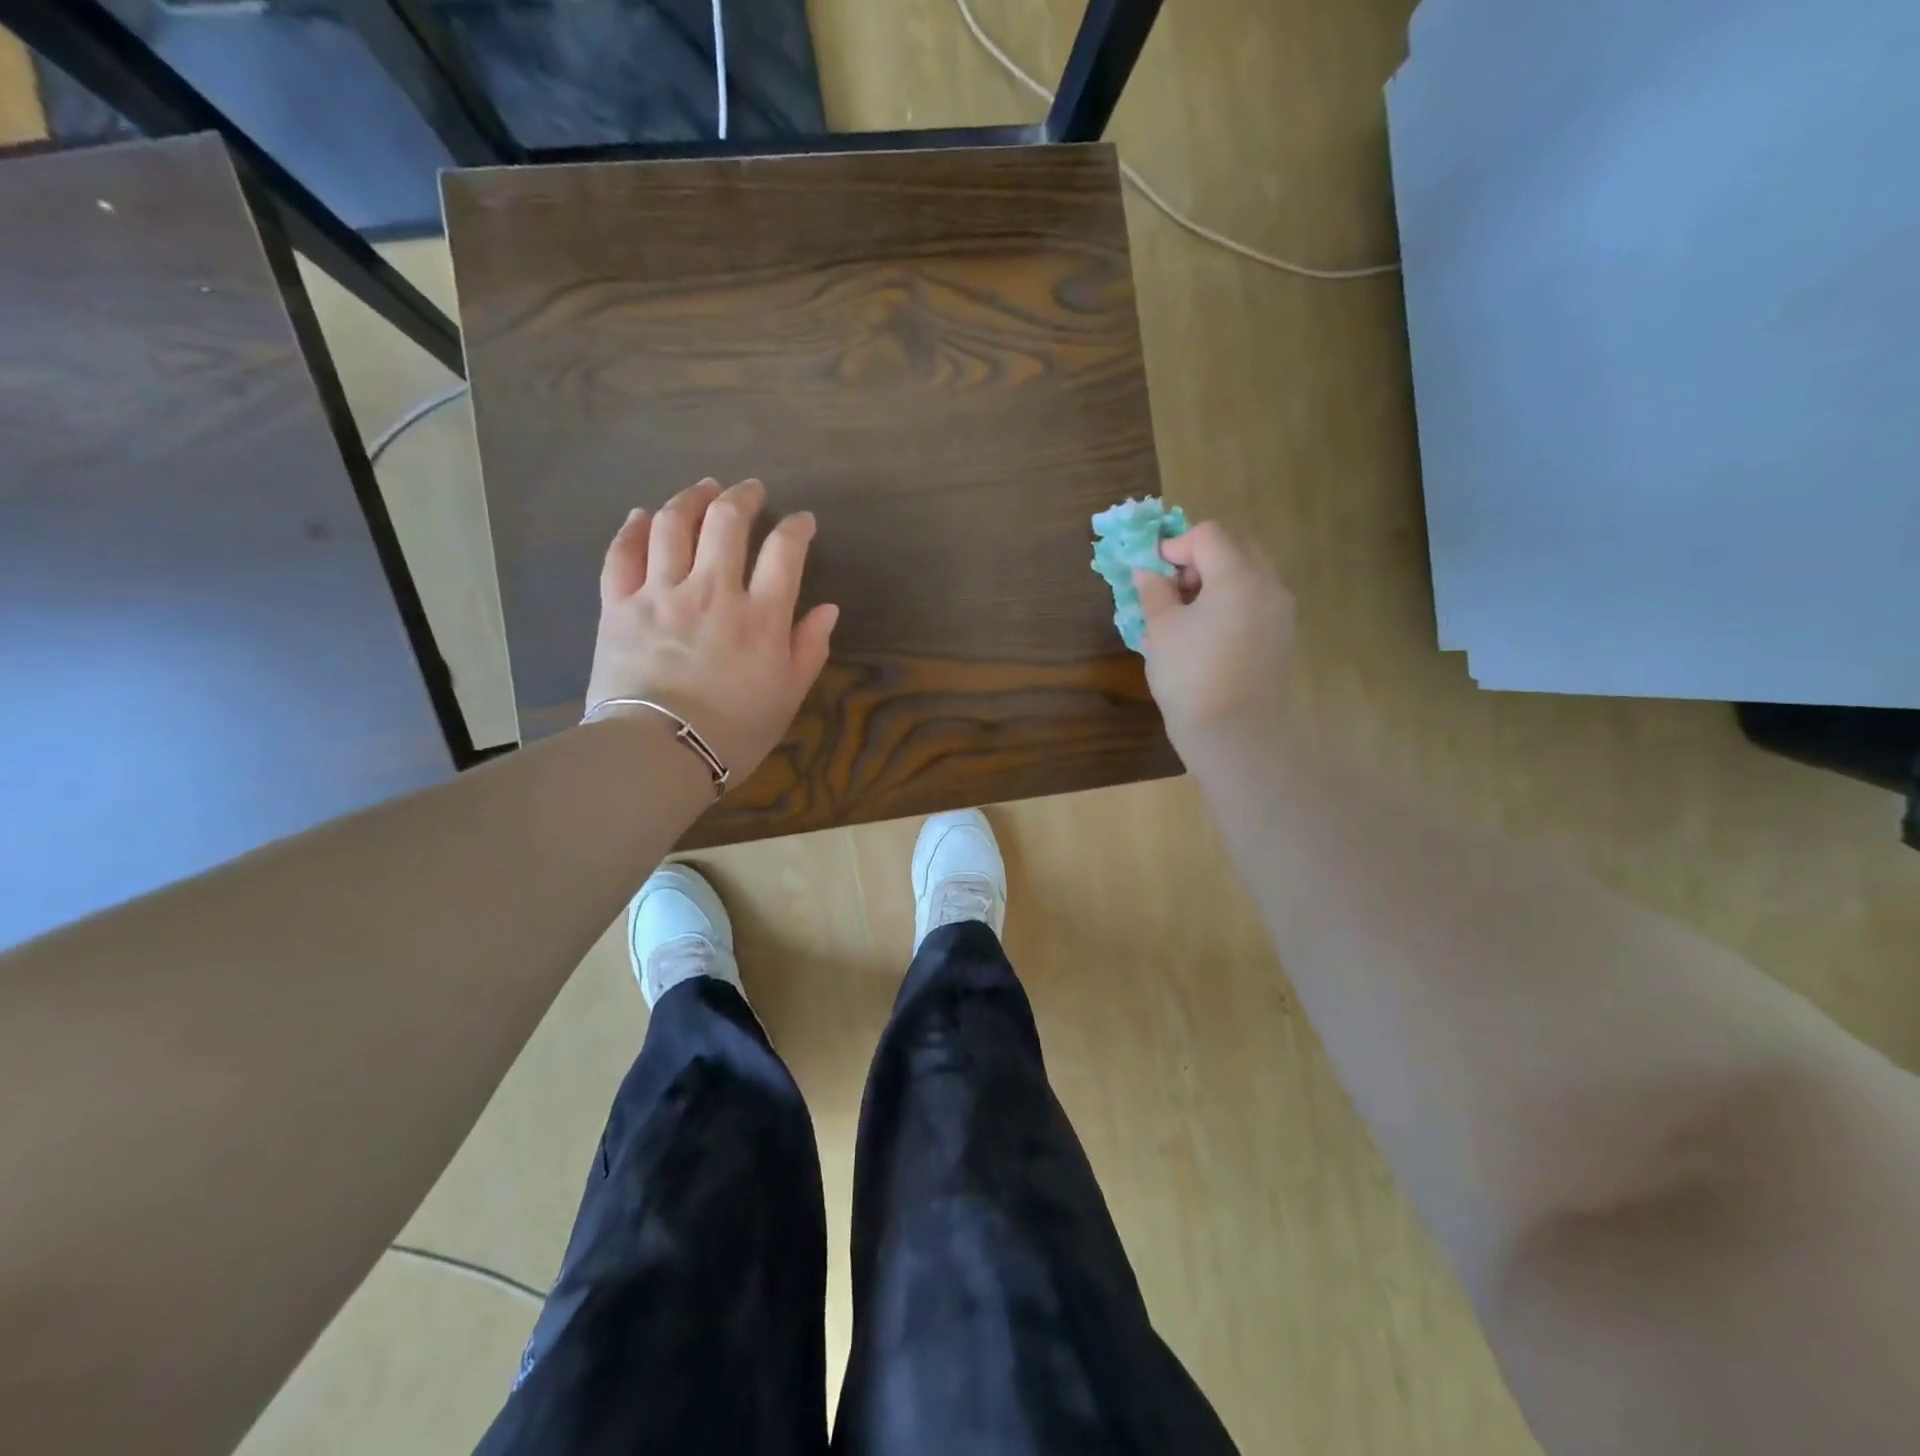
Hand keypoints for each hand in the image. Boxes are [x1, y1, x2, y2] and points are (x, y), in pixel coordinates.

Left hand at [584, 478, 837, 782]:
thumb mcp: (788, 696)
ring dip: (690, 498)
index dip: (796, 528)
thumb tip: (827, 609)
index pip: (784, 551)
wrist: (659, 753)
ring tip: (702, 489)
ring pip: (672, 524)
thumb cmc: (734, 732)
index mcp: (760, 616)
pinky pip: (622, 553)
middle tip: (750, 491)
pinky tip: (643, 514)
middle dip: (742, 497)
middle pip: (726, 522)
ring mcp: (661, 593)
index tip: (802, 521)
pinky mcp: (620, 605)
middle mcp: (713, 591)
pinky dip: (633, 528)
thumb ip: (809, 648)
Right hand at [1134, 520, 1295, 750]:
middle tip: (1173, 589)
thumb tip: (1147, 572)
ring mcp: (1280, 613)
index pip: (1208, 535)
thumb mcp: (1161, 630)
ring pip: (1249, 575)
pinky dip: (1231, 603)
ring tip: (1186, 615)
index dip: (1175, 546)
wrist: (1232, 734)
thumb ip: (1154, 592)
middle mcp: (1268, 586)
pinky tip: (1206, 635)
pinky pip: (1256, 602)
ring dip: (1216, 580)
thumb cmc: (1190, 676)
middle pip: (1236, 547)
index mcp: (1238, 576)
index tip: (1152, 573)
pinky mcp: (1282, 638)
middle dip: (1200, 558)